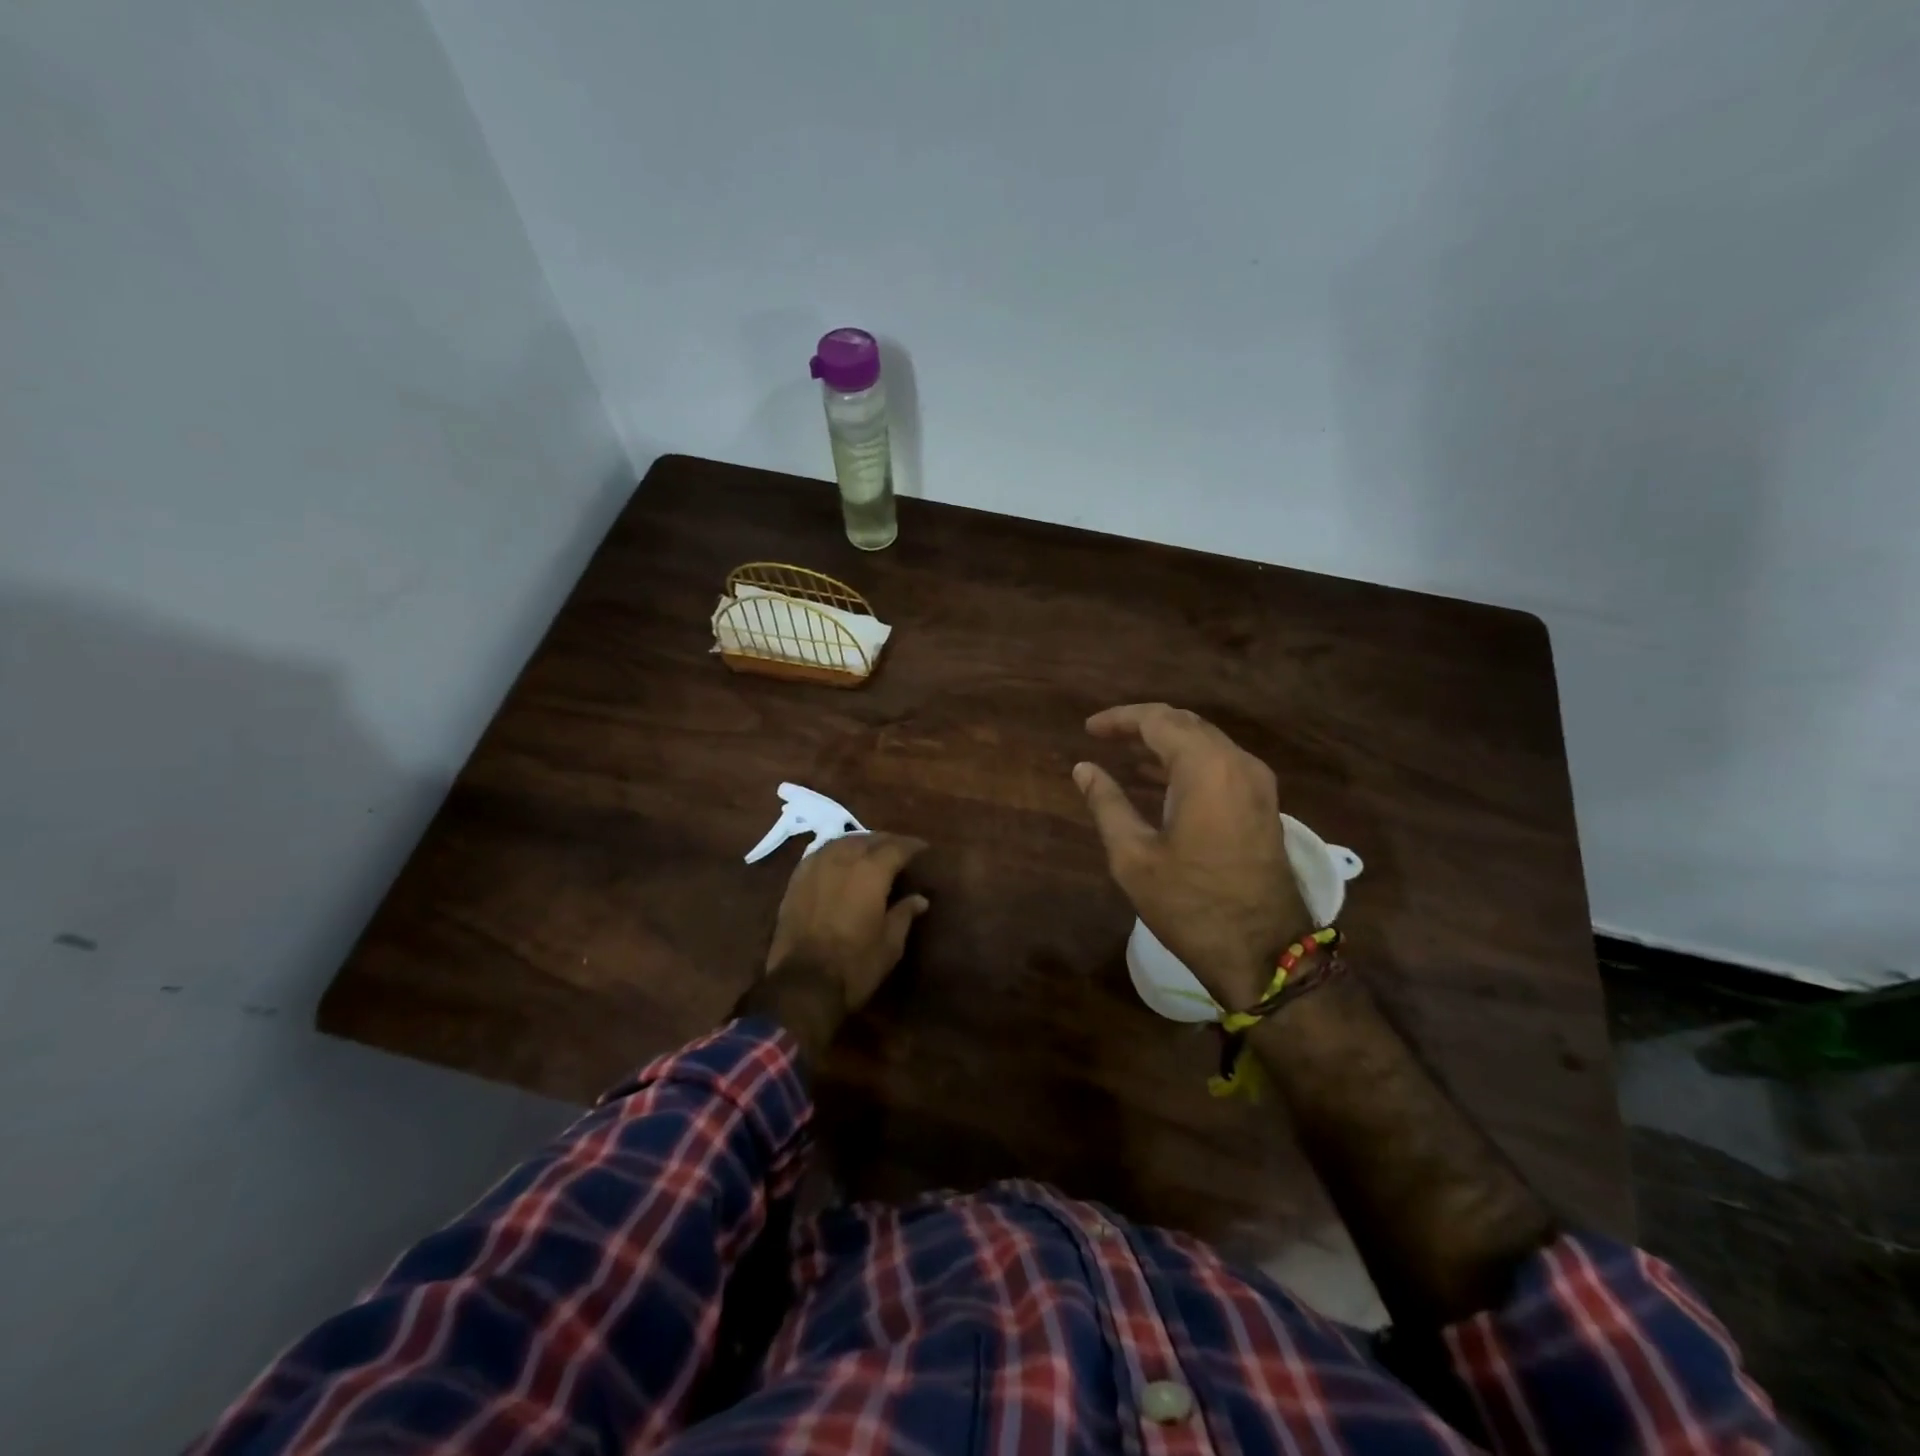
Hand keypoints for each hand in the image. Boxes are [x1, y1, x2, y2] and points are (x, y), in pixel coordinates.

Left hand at [765, 831, 929, 1005]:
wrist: (802, 983)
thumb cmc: (855, 965)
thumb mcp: (890, 944)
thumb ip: (904, 914)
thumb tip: (920, 899)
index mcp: (871, 871)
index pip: (897, 847)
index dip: (912, 846)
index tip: (923, 848)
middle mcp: (843, 860)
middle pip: (868, 839)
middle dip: (886, 841)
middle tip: (899, 849)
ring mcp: (815, 867)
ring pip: (841, 842)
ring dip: (859, 843)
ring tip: (869, 851)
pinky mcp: (795, 880)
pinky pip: (819, 854)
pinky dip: (835, 852)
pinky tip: (839, 861)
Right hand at [1074, 704, 1309, 1010]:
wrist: (1264, 953)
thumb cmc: (1190, 904)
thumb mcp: (1133, 856)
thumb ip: (1107, 803)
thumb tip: (1084, 768)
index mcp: (1206, 768)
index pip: (1157, 720)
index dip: (1119, 719)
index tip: (1088, 729)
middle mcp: (1238, 764)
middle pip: (1185, 724)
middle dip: (1143, 725)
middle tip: (1105, 737)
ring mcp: (1258, 784)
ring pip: (1206, 743)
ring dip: (1166, 743)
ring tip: (1126, 754)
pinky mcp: (1264, 805)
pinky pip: (1221, 765)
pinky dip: (1188, 763)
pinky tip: (1160, 780)